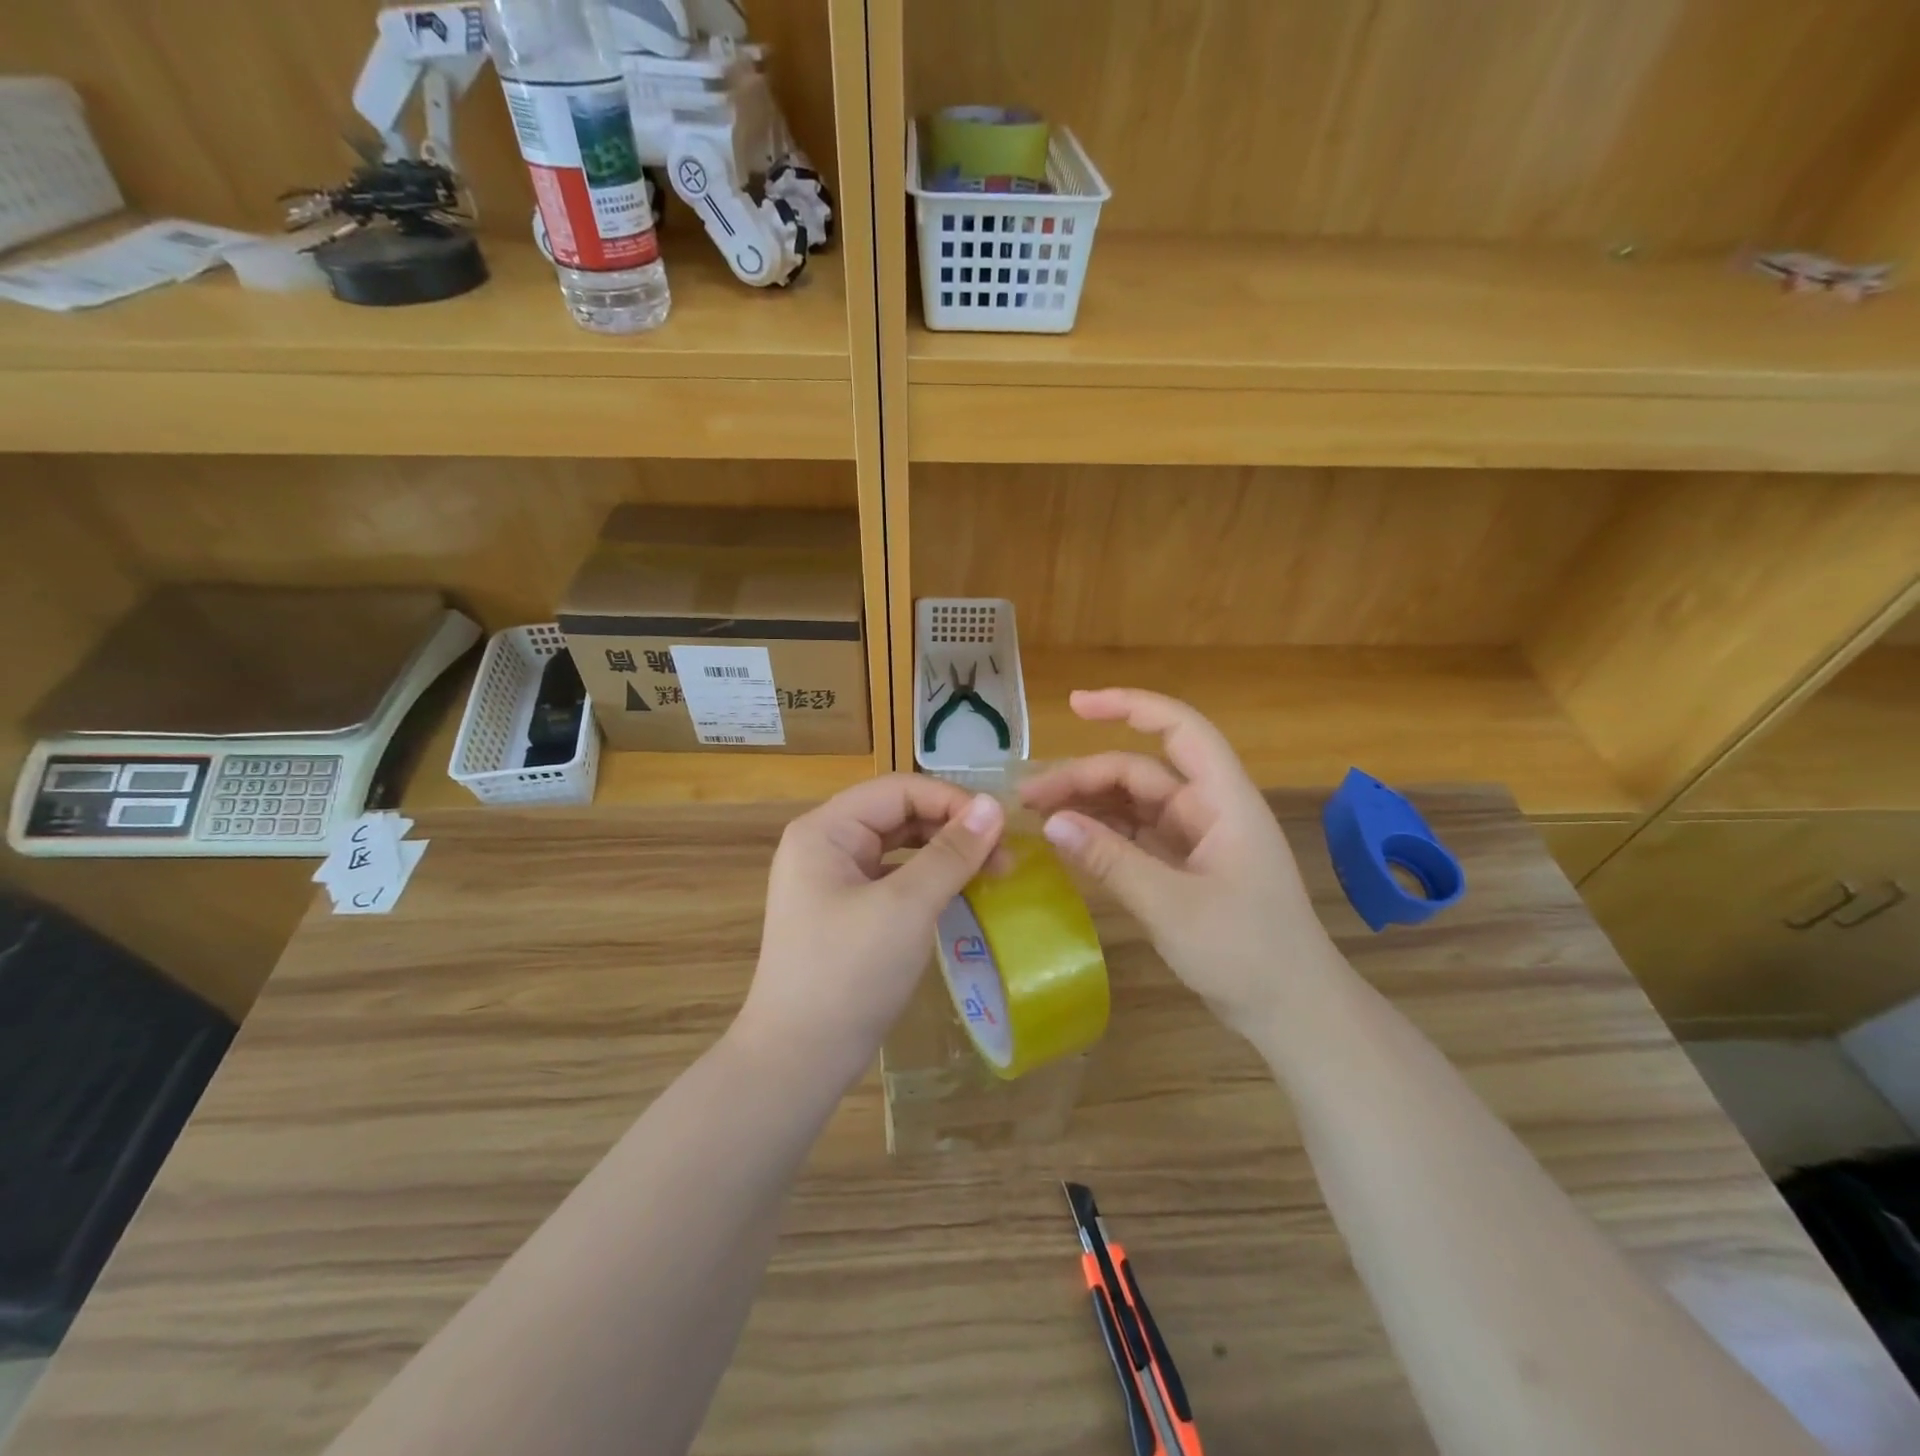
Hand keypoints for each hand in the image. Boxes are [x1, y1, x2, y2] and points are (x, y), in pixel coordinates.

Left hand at [737, 774, 1004, 1088]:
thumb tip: (992, 805)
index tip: (1001, 828)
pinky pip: (894, 879)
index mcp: (825, 830)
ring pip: (899, 847)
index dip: (952, 801)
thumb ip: (951, 853)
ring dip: (945, 854)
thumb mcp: (906, 907)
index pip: (899, 790)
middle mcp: (825, 845)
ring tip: (992, 873)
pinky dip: (929, 881)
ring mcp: (833, 880)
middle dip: (952, 829)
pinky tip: (961, 894)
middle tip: (1005, 857)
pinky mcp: (846, 912)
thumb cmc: (849, 974)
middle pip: (898, 814)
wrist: (798, 1060)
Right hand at [1019, 689, 1337, 1040]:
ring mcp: (1196, 840)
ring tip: (1037, 816)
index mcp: (1222, 801)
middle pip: (1140, 772)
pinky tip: (1068, 841)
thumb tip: (1052, 823)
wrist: (1294, 1013)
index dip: (1129, 706)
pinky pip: (1136, 837)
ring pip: (1134, 804)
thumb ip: (1110, 860)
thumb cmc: (1246, 953)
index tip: (1075, 705)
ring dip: (1088, 804)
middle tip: (1028, 799)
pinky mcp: (1185, 869)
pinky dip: (1102, 835)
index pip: (1178, 729)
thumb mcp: (1172, 905)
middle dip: (1085, 776)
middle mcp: (1208, 810)